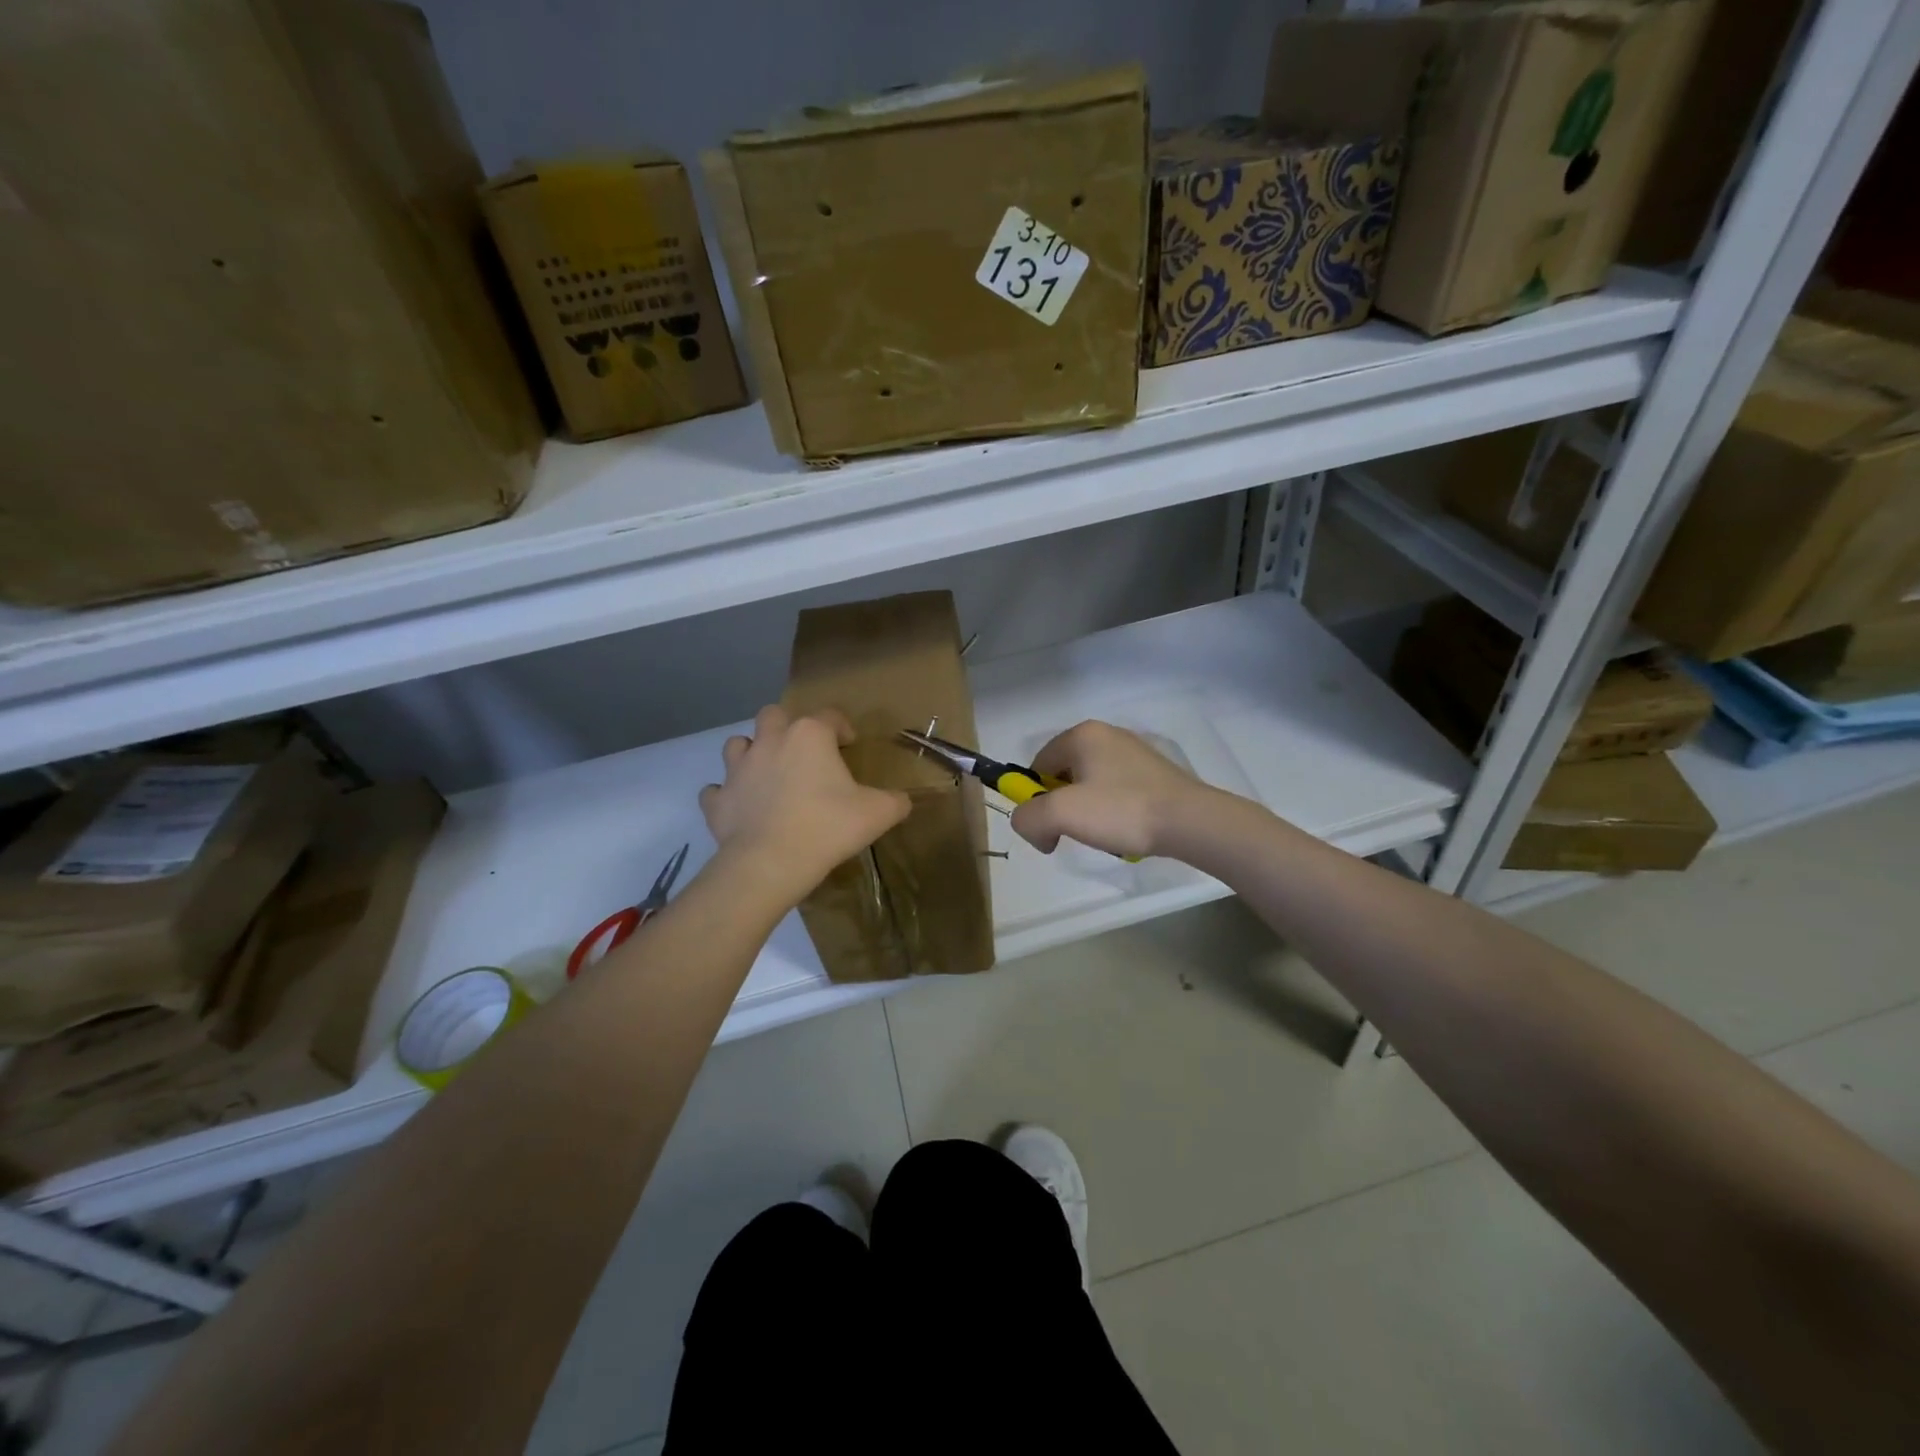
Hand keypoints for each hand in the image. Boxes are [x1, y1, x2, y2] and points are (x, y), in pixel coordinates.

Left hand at [700, 705, 910, 903]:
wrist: (770, 863)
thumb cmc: (828, 827)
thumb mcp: (878, 814)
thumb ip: (895, 801)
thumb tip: (903, 800)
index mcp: (809, 736)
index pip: (830, 716)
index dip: (842, 728)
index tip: (850, 745)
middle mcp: (770, 741)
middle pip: (774, 715)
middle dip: (788, 726)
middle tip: (803, 752)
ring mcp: (738, 769)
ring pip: (737, 744)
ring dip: (752, 753)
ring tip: (768, 773)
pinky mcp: (717, 800)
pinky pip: (716, 790)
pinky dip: (727, 795)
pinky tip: (740, 807)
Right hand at [1010, 721, 1217, 858]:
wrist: (1189, 822)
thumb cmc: (1121, 810)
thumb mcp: (1061, 815)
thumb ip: (1028, 818)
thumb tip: (1029, 825)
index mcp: (1082, 734)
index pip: (1037, 765)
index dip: (1034, 799)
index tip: (1048, 828)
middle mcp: (1106, 735)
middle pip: (1063, 775)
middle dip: (1061, 807)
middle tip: (1075, 833)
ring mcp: (1133, 752)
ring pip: (1089, 785)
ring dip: (1087, 812)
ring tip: (1105, 834)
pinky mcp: (1153, 772)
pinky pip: (1116, 791)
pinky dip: (1112, 812)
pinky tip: (1125, 830)